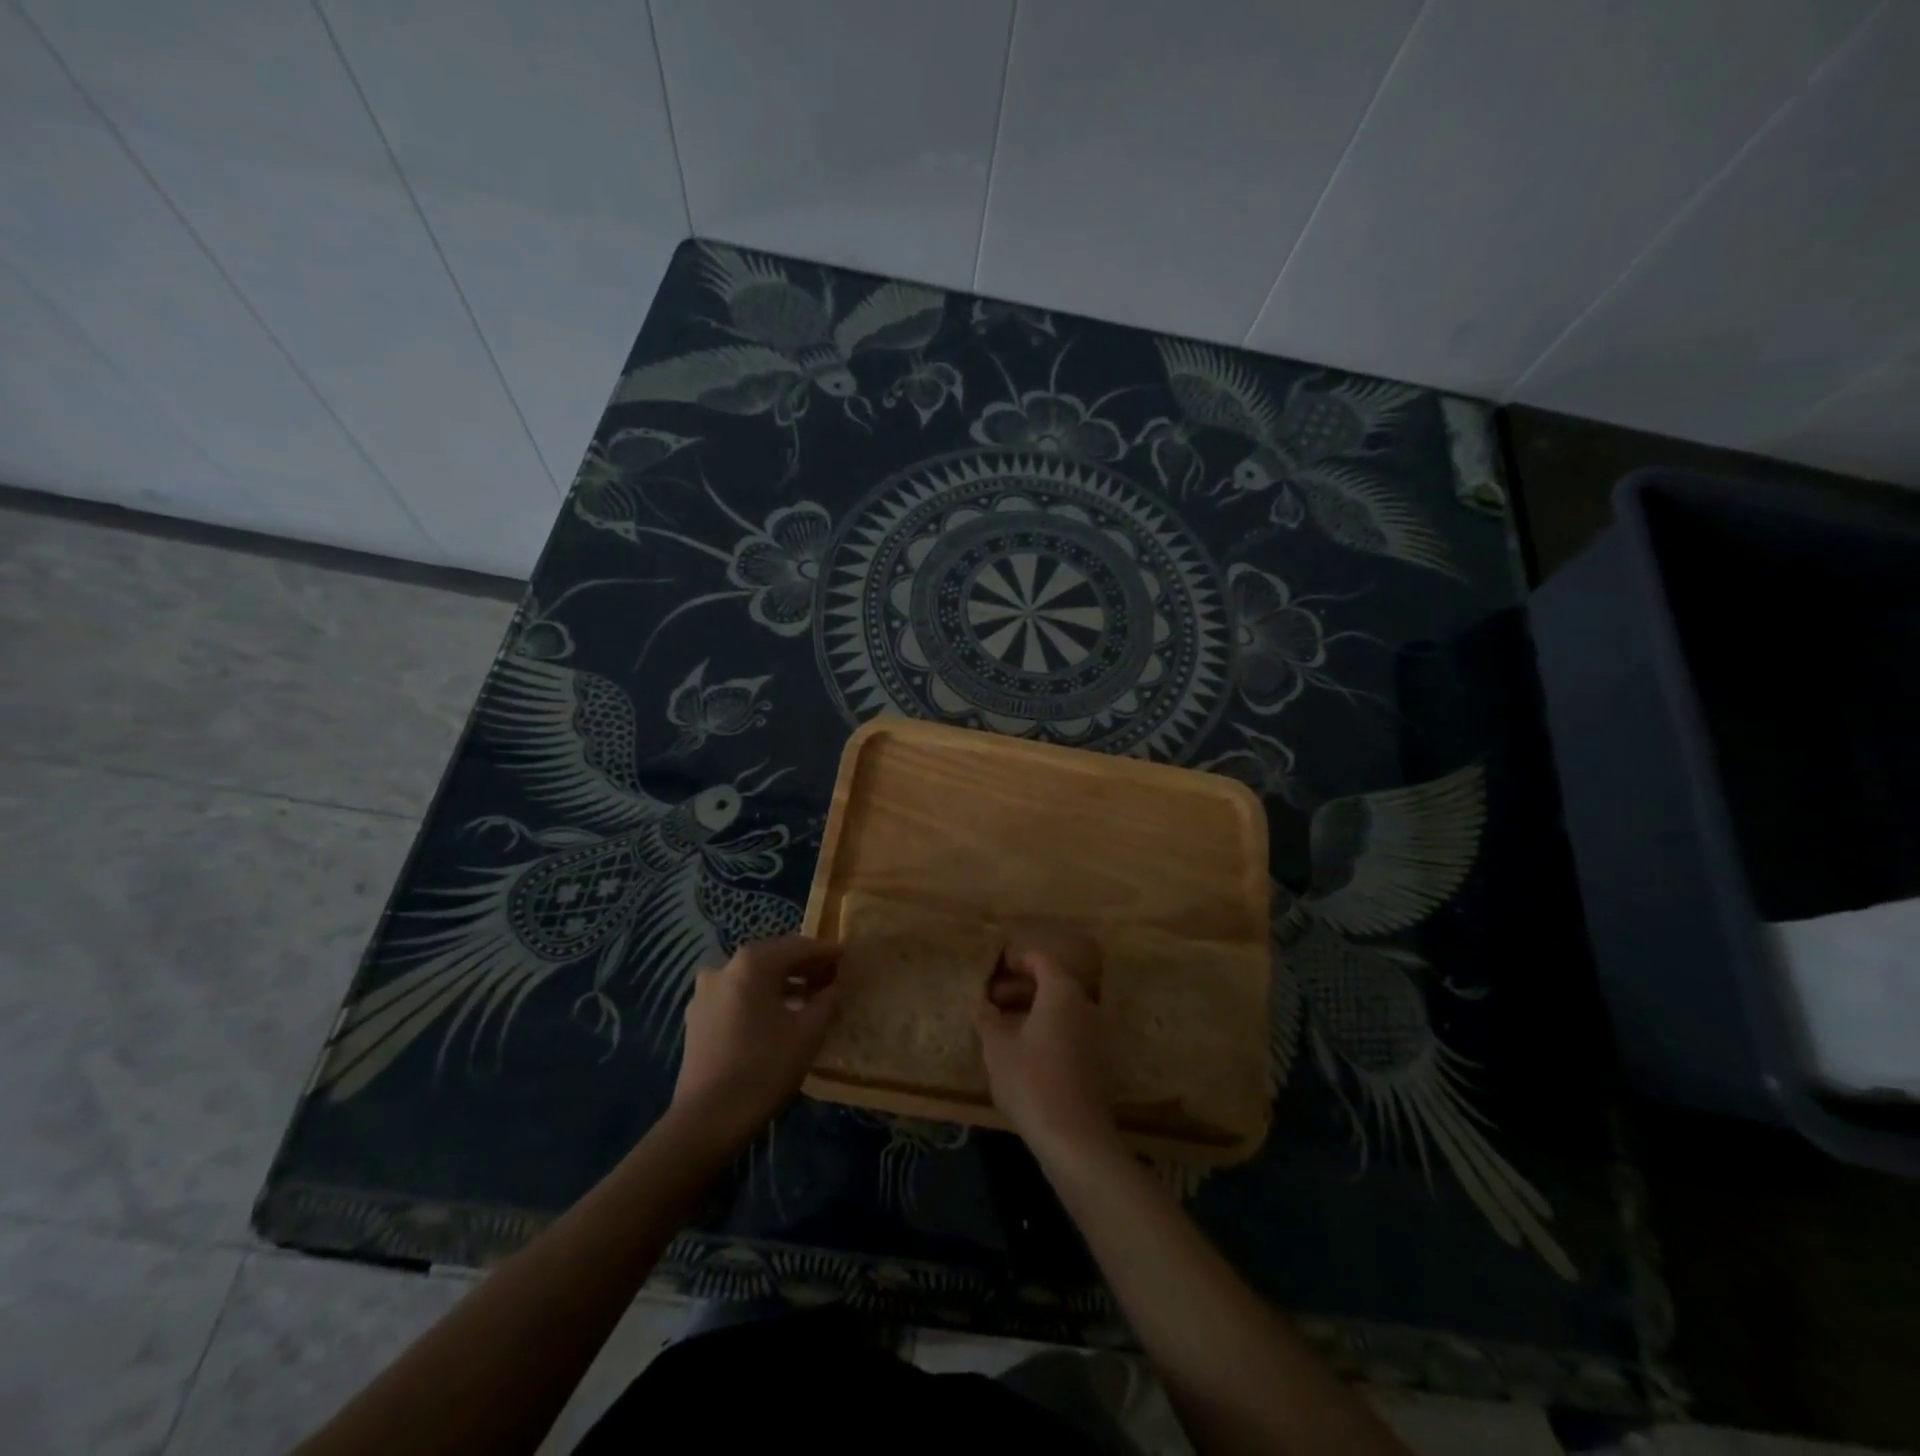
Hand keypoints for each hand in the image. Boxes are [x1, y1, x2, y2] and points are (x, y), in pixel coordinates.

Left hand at [670, 934, 842, 1149]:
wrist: (707, 1121)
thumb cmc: (764, 1069)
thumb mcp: (808, 1033)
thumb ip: (827, 1001)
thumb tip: (836, 986)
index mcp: (752, 964)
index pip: (798, 946)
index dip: (825, 951)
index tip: (847, 956)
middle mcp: (724, 968)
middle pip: (773, 958)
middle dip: (804, 966)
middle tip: (832, 977)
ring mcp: (706, 993)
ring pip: (753, 978)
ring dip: (783, 984)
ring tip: (811, 998)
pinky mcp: (698, 1018)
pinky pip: (737, 996)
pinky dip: (761, 998)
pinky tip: (780, 1016)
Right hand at [976, 932, 1119, 1163]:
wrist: (1075, 1138)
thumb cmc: (1031, 1082)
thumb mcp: (997, 1048)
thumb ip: (988, 1018)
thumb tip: (983, 1003)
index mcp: (1061, 992)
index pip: (1041, 960)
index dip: (1017, 962)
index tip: (994, 973)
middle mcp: (1085, 1004)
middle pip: (1053, 983)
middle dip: (1021, 988)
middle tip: (992, 1002)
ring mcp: (1097, 1033)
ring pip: (1062, 1009)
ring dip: (1034, 1010)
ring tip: (1004, 1027)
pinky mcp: (1100, 1060)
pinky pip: (1071, 1030)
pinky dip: (1050, 1029)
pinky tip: (1027, 1051)